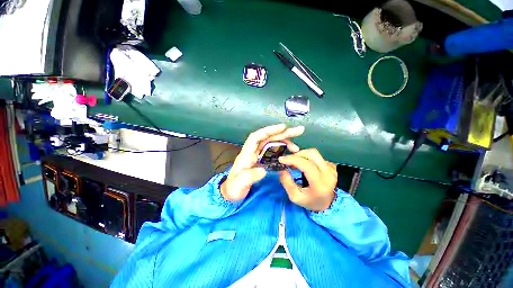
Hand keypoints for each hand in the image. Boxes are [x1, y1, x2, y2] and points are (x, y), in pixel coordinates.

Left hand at [220, 124, 304, 201]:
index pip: (256, 137)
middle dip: (282, 134)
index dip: (268, 131)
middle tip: (298, 131)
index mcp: (246, 154)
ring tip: (296, 147)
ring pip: (271, 144)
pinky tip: (288, 153)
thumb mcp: (239, 184)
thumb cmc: (233, 188)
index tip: (282, 127)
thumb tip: (263, 170)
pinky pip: (273, 152)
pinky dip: (281, 150)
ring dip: (284, 142)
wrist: (231, 192)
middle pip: (267, 138)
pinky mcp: (261, 160)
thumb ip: (248, 177)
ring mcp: (257, 156)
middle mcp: (253, 152)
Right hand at [278, 149, 337, 211]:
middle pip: (311, 154)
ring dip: (301, 154)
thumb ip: (287, 182)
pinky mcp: (329, 164)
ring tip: (293, 162)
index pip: (307, 165)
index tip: (281, 159)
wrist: (328, 203)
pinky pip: (316, 156)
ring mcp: (330, 167)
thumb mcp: (295, 197)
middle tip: (287, 160)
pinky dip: (305, 157)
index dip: (293, 159)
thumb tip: (282, 169)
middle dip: (296, 154)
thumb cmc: (311, 201)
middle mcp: (328, 172)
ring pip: (313, 153)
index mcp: (320, 183)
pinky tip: (301, 163)